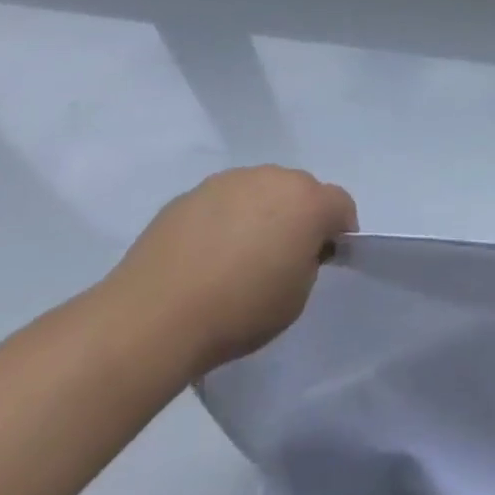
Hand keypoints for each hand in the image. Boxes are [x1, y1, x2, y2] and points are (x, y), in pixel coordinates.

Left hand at [105, 166, 357, 379]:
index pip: (341, 205)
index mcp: (308, 202)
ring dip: (261, 213)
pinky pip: (223, 201)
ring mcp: (230, 180)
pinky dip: (224, 219)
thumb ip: (308, 262)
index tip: (324, 260)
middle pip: (301, 190)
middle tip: (281, 256)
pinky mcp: (191, 193)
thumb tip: (295, 249)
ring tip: (238, 256)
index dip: (339, 232)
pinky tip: (205, 255)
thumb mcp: (296, 298)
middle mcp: (274, 178)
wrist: (153, 316)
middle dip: (299, 216)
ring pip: (260, 190)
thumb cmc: (239, 310)